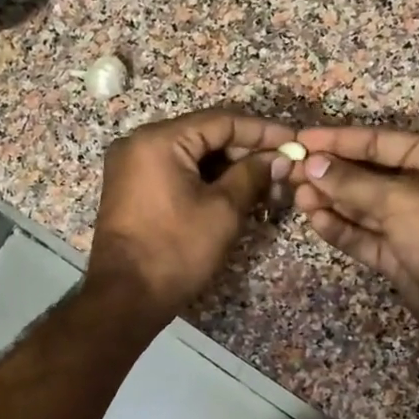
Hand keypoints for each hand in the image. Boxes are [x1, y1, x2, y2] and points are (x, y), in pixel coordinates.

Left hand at [87, 108, 294, 322]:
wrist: (125, 296)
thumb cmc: (176, 250)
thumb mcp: (223, 211)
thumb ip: (252, 175)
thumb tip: (278, 158)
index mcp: (159, 140)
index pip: (221, 121)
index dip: (262, 131)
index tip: (293, 141)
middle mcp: (139, 143)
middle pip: (204, 134)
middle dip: (245, 150)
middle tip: (281, 165)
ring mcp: (131, 166)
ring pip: (191, 154)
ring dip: (228, 166)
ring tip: (265, 180)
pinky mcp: (131, 189)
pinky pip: (175, 171)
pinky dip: (205, 178)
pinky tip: (235, 190)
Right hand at [289, 126, 418, 346]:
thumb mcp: (398, 199)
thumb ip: (352, 182)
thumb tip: (312, 165)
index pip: (379, 142)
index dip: (340, 140)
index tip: (302, 141)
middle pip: (367, 175)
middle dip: (330, 174)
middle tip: (291, 173)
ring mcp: (407, 224)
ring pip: (361, 207)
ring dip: (331, 201)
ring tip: (297, 197)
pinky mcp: (396, 255)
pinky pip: (363, 236)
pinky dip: (341, 228)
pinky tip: (316, 220)